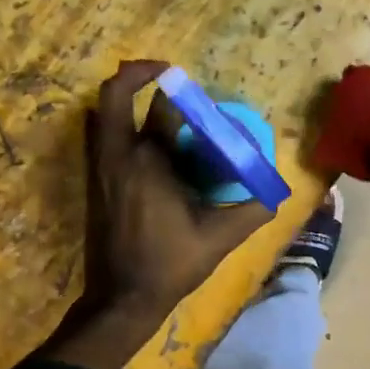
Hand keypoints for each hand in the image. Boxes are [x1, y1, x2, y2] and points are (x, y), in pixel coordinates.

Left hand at [41, 61, 272, 368]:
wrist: (120, 298)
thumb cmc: (170, 264)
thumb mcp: (219, 238)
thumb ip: (252, 211)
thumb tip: (276, 192)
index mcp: (151, 162)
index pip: (163, 106)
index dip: (182, 92)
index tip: (200, 95)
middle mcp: (120, 154)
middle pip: (115, 93)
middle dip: (138, 72)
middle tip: (164, 71)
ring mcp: (100, 166)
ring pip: (100, 111)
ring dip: (122, 94)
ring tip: (151, 93)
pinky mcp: (93, 180)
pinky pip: (96, 133)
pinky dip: (111, 118)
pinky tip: (137, 131)